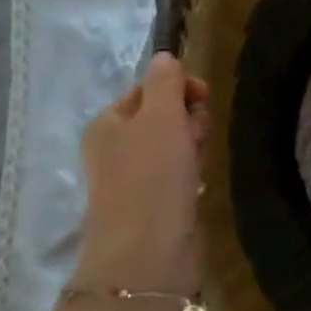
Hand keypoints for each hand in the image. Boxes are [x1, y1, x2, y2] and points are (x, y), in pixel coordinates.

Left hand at [73, 54, 210, 300]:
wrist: (148, 253)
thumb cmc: (152, 176)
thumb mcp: (161, 116)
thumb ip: (166, 81)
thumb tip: (165, 57)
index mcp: (107, 122)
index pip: (148, 88)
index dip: (179, 88)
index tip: (203, 98)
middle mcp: (115, 147)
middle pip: (164, 115)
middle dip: (189, 119)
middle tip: (198, 137)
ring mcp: (133, 178)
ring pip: (176, 144)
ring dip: (194, 145)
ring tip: (199, 163)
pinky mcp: (154, 203)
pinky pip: (179, 172)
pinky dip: (192, 171)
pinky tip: (198, 181)